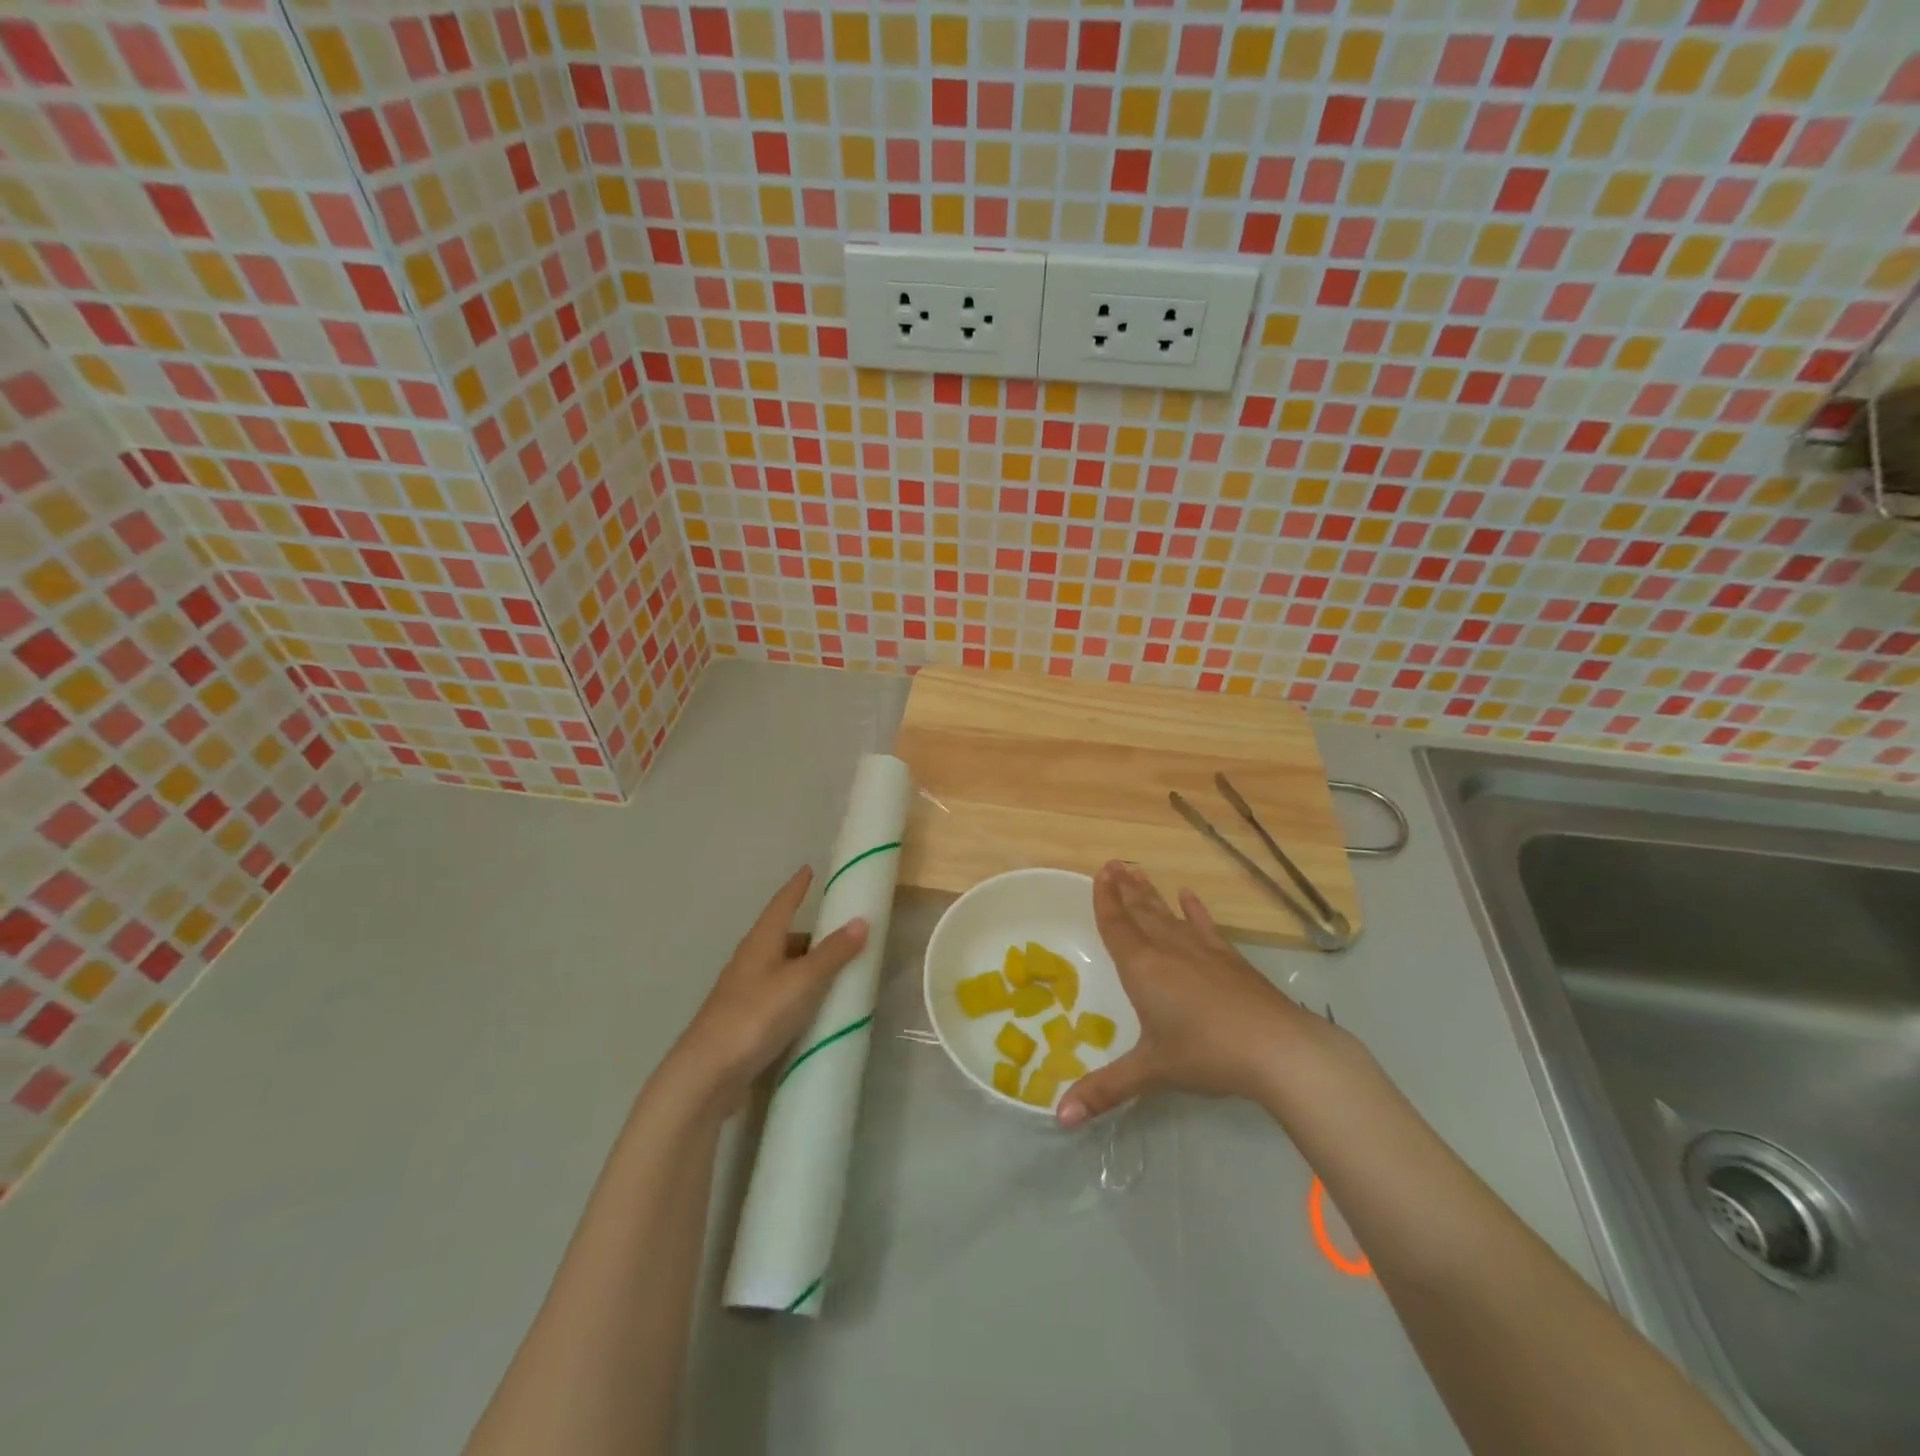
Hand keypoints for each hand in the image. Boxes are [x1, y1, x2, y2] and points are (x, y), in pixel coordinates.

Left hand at [667, 866, 868, 1106]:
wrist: (708, 1074)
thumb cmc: (756, 1016)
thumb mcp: (802, 981)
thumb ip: (832, 953)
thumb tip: (860, 920)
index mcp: (761, 942)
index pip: (782, 904)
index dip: (796, 887)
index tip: (808, 869)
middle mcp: (749, 961)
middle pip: (781, 938)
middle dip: (808, 935)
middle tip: (838, 937)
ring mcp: (743, 992)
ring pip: (779, 968)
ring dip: (803, 967)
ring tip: (832, 976)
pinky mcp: (743, 1022)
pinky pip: (777, 995)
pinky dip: (796, 994)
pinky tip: (810, 1010)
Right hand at [1058, 860, 1323, 1126]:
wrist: (1279, 1048)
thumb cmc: (1206, 1054)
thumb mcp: (1151, 1072)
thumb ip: (1105, 1090)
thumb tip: (1060, 1119)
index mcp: (1143, 967)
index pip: (1118, 925)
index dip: (1106, 900)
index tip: (1101, 873)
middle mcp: (1169, 949)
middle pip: (1142, 912)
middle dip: (1125, 889)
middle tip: (1114, 863)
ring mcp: (1203, 951)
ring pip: (1169, 914)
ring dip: (1152, 893)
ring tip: (1138, 871)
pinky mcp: (1231, 960)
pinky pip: (1206, 927)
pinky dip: (1196, 911)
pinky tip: (1190, 897)